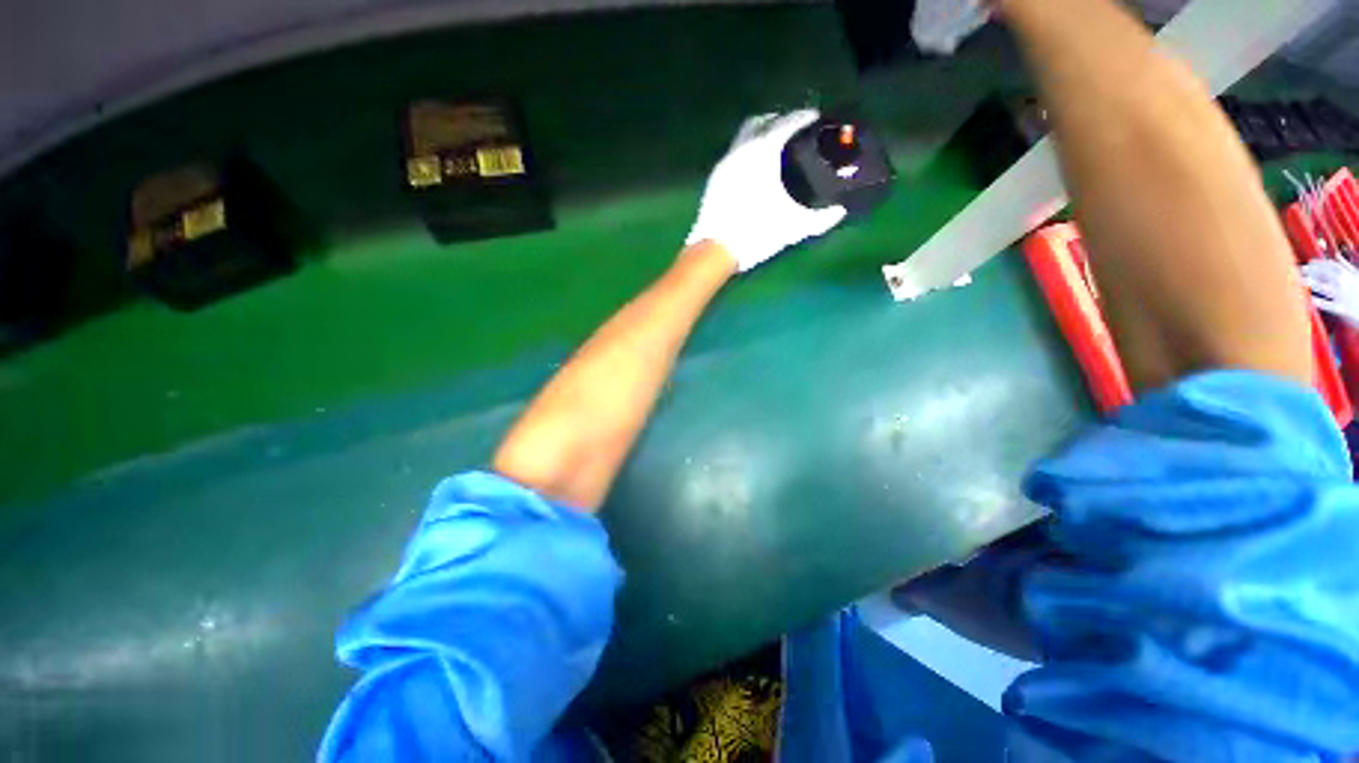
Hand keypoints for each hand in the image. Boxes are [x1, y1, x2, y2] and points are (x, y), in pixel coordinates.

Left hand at [687, 110, 847, 271]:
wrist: (714, 251)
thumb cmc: (755, 234)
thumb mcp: (792, 227)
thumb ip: (819, 219)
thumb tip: (839, 212)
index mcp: (762, 152)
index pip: (787, 122)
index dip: (804, 117)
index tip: (816, 118)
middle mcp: (741, 149)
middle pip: (762, 121)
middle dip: (779, 120)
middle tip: (794, 131)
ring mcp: (724, 163)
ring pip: (743, 136)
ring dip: (760, 135)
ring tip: (775, 150)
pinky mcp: (714, 179)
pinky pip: (734, 153)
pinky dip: (747, 152)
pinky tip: (755, 171)